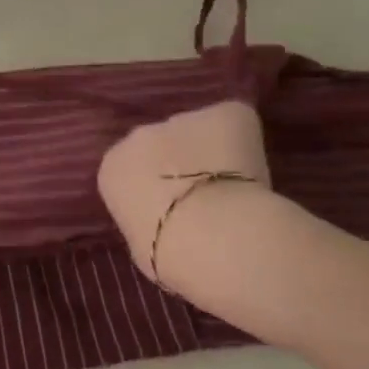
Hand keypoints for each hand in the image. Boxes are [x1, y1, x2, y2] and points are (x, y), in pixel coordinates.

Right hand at [97, 100, 272, 300]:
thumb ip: (144, 218)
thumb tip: (160, 216)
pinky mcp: (225, 114)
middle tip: (202, 196)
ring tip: (233, 186)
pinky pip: (233, 121)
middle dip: (178, 163)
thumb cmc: (168, 255)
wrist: (216, 238)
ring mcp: (182, 119)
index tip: (171, 208)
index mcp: (113, 166)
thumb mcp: (140, 243)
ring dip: (209, 151)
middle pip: (160, 144)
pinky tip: (254, 171)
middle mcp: (140, 135)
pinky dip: (242, 140)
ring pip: (197, 132)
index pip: (131, 169)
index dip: (153, 187)